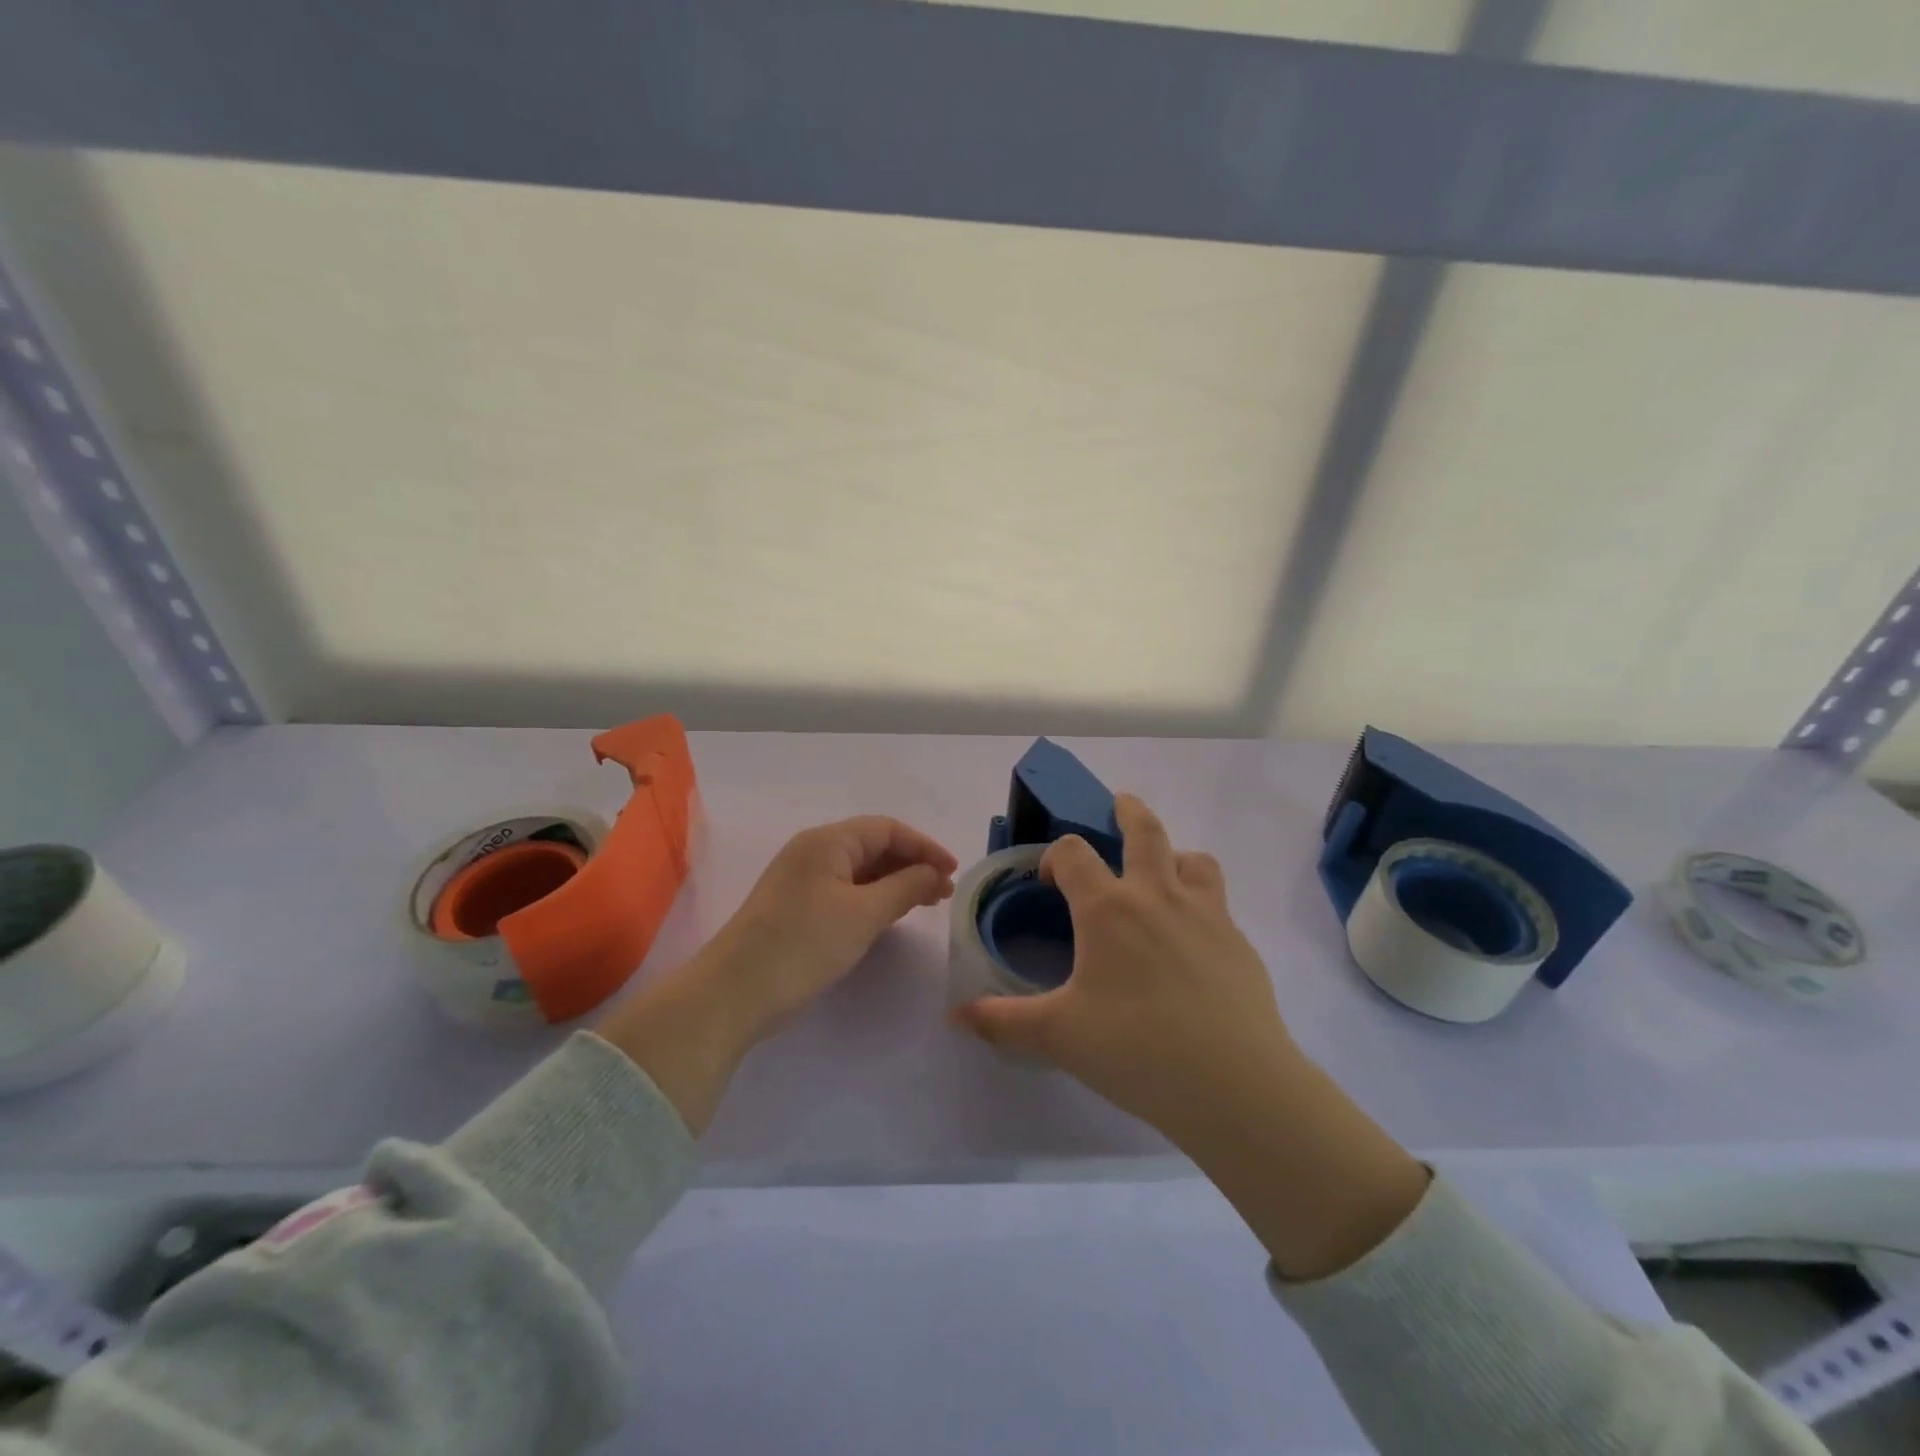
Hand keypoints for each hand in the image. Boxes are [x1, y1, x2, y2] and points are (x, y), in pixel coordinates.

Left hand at [707, 816, 958, 1038]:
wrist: (735, 993)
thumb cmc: (804, 944)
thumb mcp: (863, 914)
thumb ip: (905, 888)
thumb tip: (933, 872)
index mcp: (827, 841)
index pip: (887, 829)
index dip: (924, 846)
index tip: (953, 871)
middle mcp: (813, 852)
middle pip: (873, 846)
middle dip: (912, 864)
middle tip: (943, 892)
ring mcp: (802, 880)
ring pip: (860, 871)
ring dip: (895, 883)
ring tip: (925, 904)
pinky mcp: (797, 907)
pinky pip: (845, 891)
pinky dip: (873, 898)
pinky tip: (890, 916)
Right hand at [951, 794, 1291, 1144]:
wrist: (1235, 1085)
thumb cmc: (1136, 1049)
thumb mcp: (1058, 1037)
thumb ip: (1003, 1022)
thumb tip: (956, 1016)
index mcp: (1108, 909)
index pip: (1073, 853)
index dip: (1054, 856)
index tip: (1048, 879)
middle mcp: (1157, 896)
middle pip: (1145, 831)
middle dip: (1128, 812)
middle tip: (1119, 805)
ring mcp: (1206, 915)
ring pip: (1193, 859)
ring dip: (1173, 854)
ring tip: (1163, 871)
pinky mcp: (1239, 943)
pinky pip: (1219, 904)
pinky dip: (1200, 904)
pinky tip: (1193, 943)